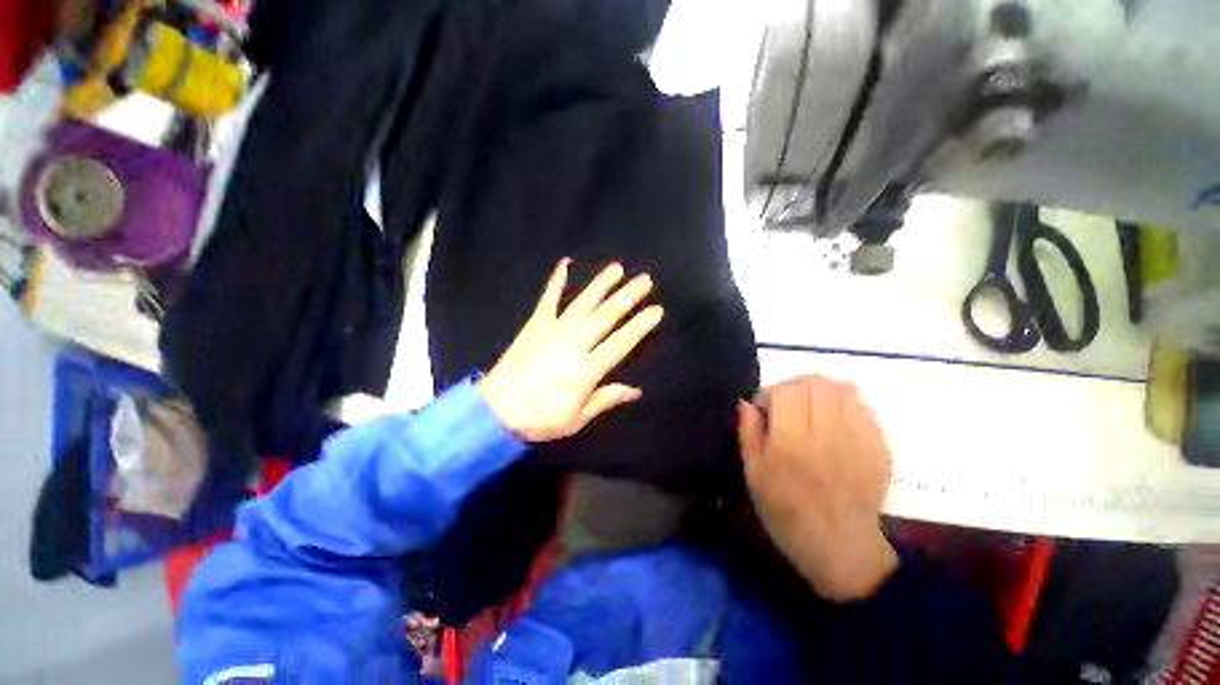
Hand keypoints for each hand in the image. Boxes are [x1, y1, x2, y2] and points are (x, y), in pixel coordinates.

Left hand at [479, 259, 663, 442]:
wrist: (495, 411)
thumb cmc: (539, 418)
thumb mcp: (576, 418)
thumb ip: (605, 399)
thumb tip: (635, 391)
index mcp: (585, 370)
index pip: (619, 343)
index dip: (638, 327)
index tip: (655, 310)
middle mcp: (573, 345)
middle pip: (604, 317)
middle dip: (626, 297)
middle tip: (644, 280)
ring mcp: (552, 331)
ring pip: (582, 304)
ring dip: (601, 285)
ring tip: (617, 268)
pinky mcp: (535, 325)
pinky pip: (547, 299)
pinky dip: (556, 281)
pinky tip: (564, 264)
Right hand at [737, 375, 897, 601]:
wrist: (839, 546)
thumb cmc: (786, 511)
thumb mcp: (753, 475)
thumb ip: (748, 434)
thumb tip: (746, 403)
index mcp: (791, 442)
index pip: (785, 391)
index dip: (770, 392)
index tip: (765, 408)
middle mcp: (826, 435)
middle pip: (815, 383)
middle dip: (795, 386)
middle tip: (787, 404)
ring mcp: (858, 439)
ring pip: (842, 389)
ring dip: (821, 390)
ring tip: (812, 407)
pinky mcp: (879, 447)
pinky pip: (864, 407)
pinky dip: (845, 404)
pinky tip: (835, 421)